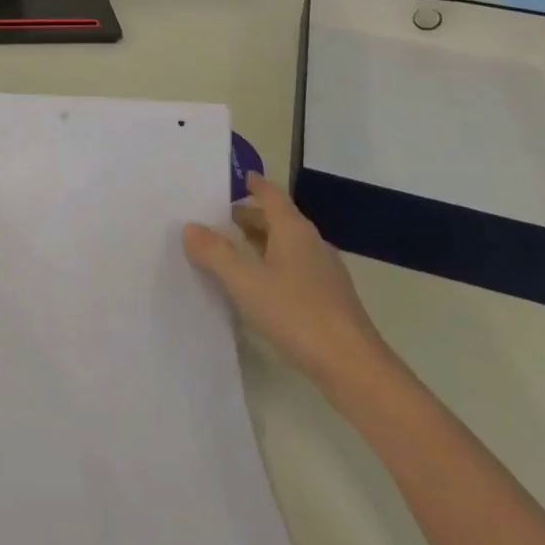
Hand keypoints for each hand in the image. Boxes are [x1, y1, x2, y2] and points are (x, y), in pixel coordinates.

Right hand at [183, 173, 389, 393]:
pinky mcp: (329, 298)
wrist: (354, 367)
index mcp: (293, 230)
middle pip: (278, 219)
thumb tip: (190, 227)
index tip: (233, 177)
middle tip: (217, 217)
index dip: (252, 183)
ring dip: (260, 241)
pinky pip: (294, 268)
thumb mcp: (246, 282)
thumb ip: (216, 253)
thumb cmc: (297, 314)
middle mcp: (311, 243)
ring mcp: (324, 272)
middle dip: (249, 215)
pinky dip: (272, 264)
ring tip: (231, 249)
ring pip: (287, 245)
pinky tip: (258, 286)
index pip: (271, 194)